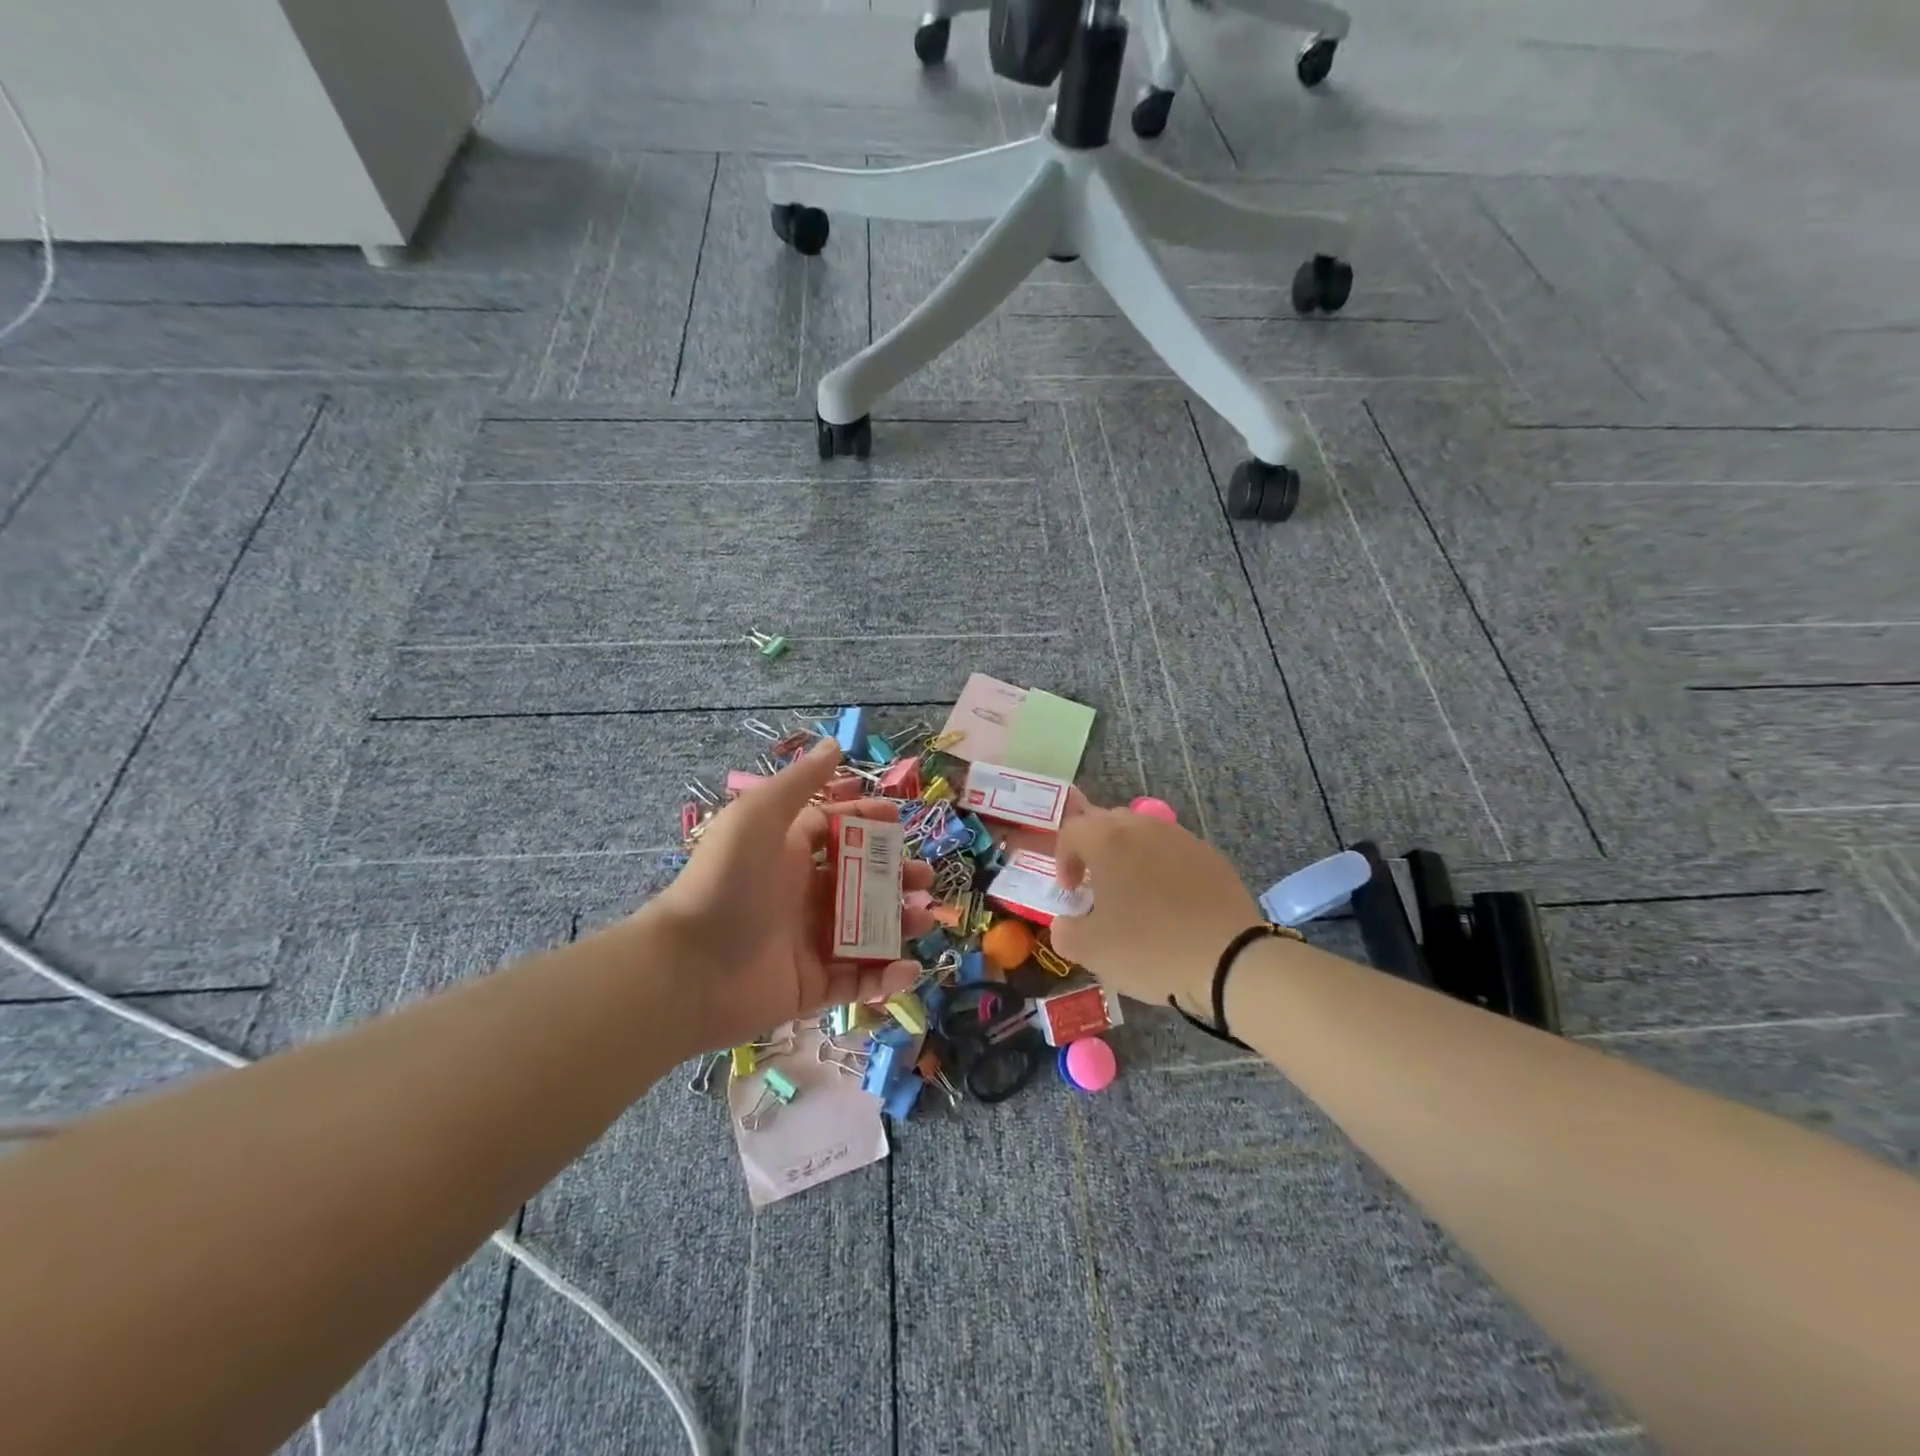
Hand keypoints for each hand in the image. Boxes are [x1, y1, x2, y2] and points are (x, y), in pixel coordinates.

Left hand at [648, 740, 935, 1050]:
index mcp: (788, 854)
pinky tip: (907, 967)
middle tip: (924, 879)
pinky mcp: (811, 985)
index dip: (867, 821)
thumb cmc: (726, 882)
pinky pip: (857, 981)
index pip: (835, 831)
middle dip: (896, 877)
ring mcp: (807, 942)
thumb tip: (834, 745)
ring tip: (923, 917)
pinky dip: (885, 976)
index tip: (899, 819)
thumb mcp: (760, 817)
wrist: (688, 968)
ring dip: (899, 923)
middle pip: (860, 882)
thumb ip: (800, 782)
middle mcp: (801, 894)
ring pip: (866, 930)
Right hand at [1050, 795, 1261, 1013]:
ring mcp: (1181, 838)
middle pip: (1107, 822)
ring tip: (1134, 893)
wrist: (1229, 960)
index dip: (1063, 859)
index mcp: (1108, 840)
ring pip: (1143, 834)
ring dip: (1129, 856)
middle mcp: (1143, 828)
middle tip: (1096, 886)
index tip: (1071, 892)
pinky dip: (1163, 868)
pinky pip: (1174, 851)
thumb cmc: (1150, 948)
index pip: (1071, 830)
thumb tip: (1066, 922)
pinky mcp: (1211, 856)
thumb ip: (1064, 931)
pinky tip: (1171, 903)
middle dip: (1094, 849)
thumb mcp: (1091, 950)